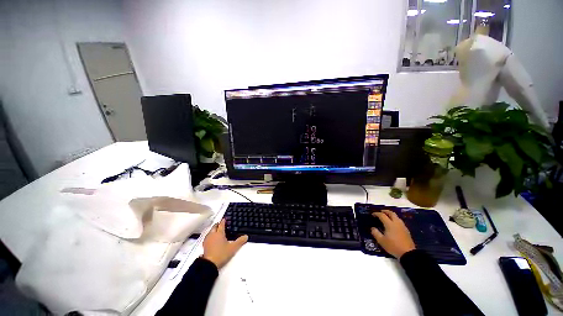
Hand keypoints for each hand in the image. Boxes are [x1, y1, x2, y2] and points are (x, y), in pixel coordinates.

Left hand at [202, 219, 247, 268]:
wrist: (209, 264)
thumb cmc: (221, 254)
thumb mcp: (233, 248)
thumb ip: (240, 241)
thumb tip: (246, 236)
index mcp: (219, 233)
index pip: (221, 224)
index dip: (223, 221)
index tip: (225, 219)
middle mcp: (212, 235)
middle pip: (214, 226)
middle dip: (218, 224)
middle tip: (221, 224)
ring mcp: (207, 240)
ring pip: (210, 231)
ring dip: (213, 230)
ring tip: (216, 230)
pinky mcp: (204, 246)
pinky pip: (207, 237)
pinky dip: (210, 236)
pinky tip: (211, 239)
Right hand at [371, 210, 415, 258]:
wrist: (408, 253)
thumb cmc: (393, 246)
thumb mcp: (381, 241)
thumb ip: (375, 233)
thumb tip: (372, 228)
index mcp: (389, 224)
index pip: (382, 215)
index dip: (376, 213)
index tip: (372, 214)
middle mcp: (396, 223)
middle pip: (391, 213)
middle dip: (385, 211)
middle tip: (380, 212)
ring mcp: (402, 226)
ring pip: (396, 216)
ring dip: (391, 215)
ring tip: (387, 217)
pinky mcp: (406, 230)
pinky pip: (399, 221)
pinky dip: (395, 219)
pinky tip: (393, 224)